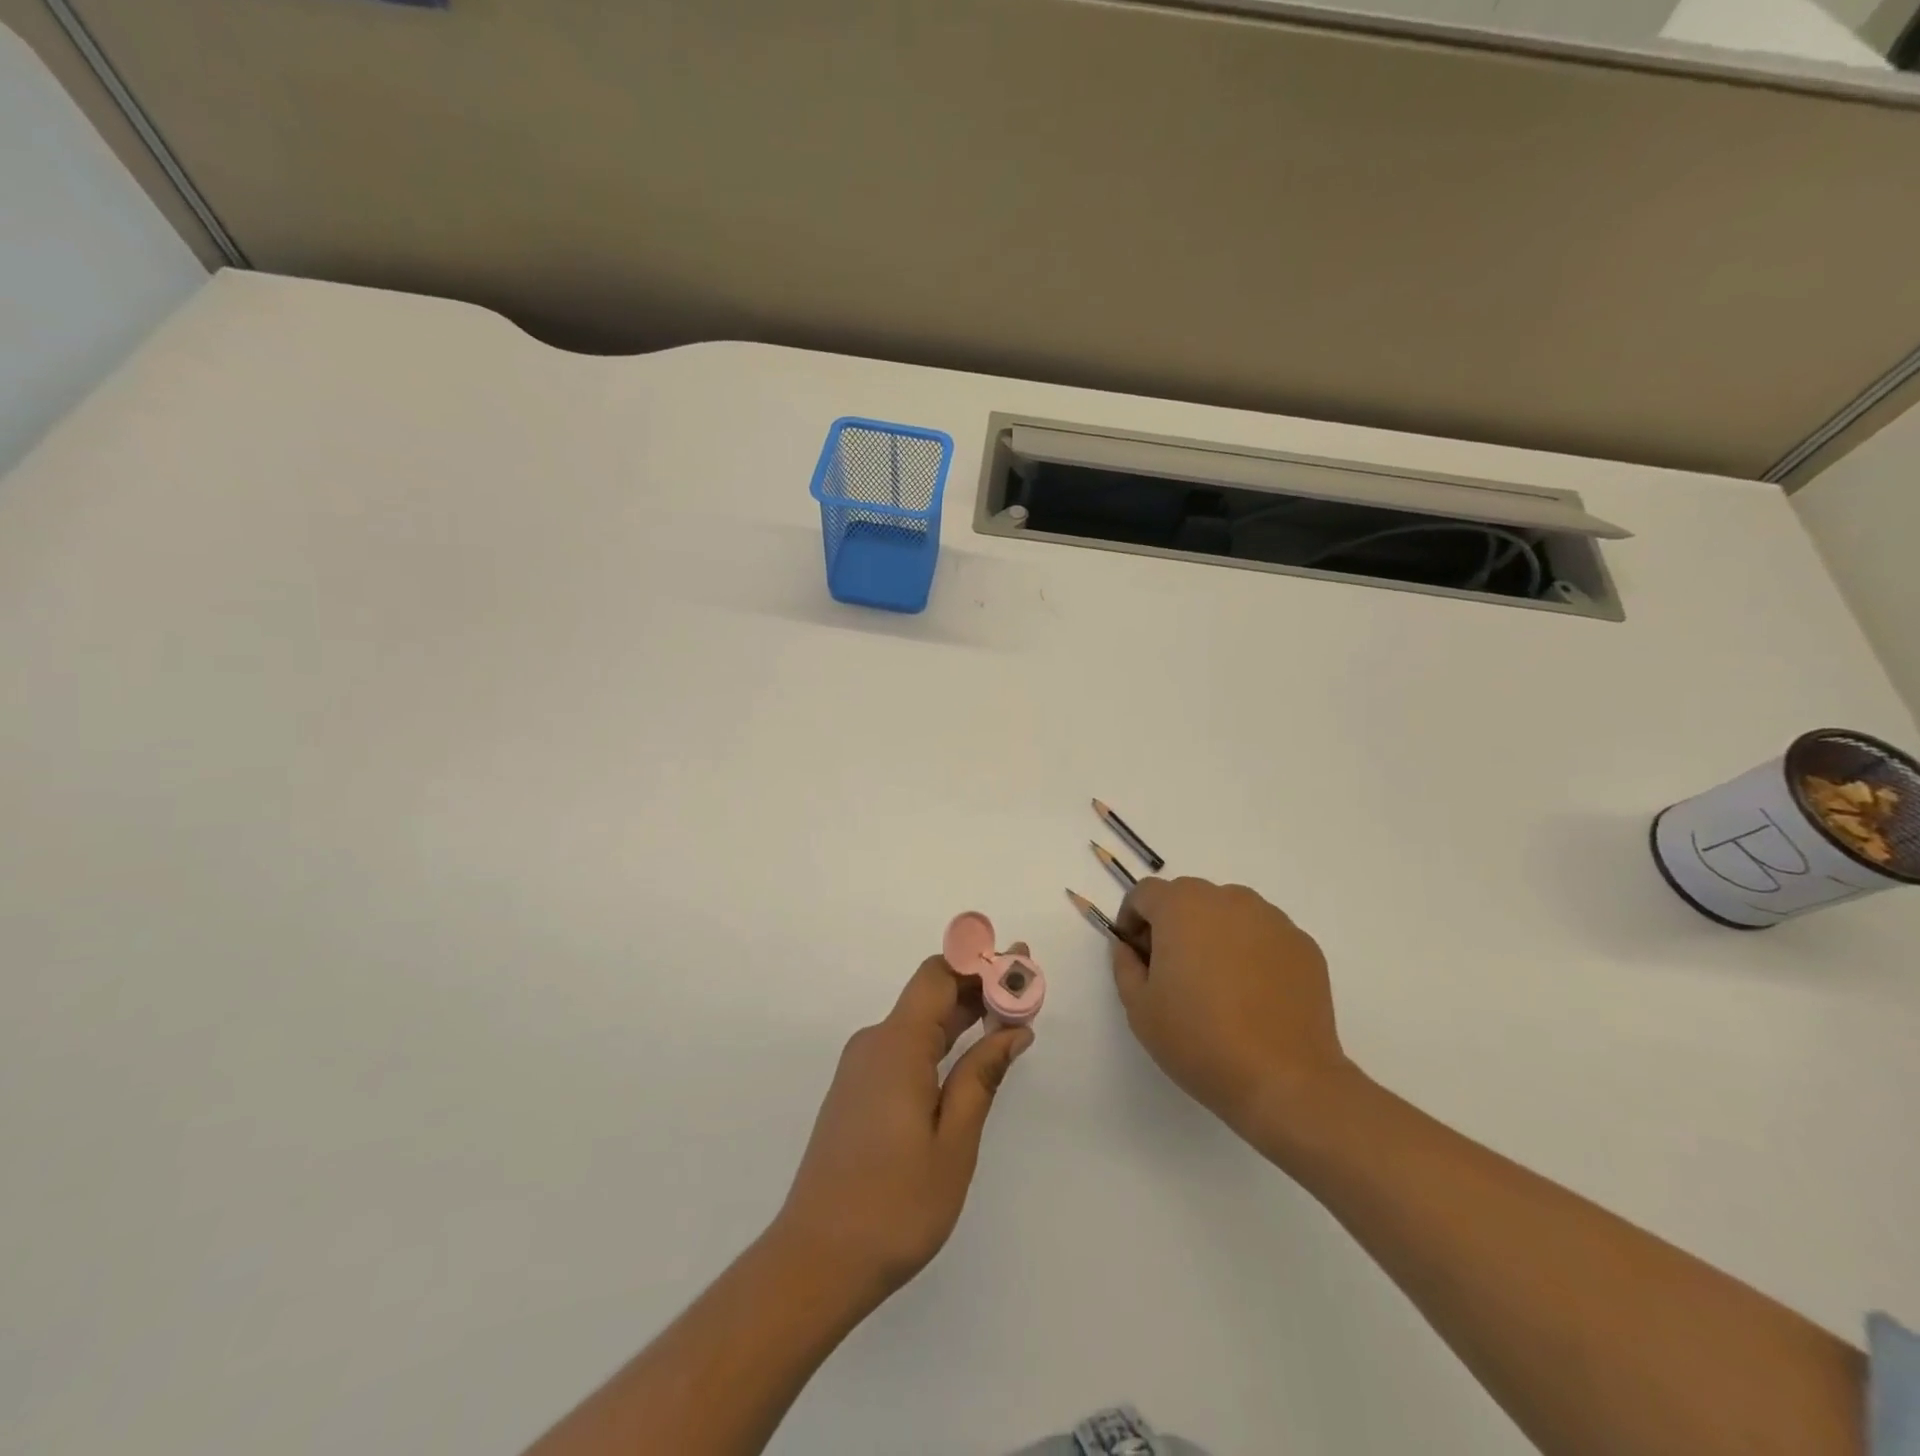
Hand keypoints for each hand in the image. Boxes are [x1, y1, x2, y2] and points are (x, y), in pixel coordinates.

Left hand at [775, 951, 1033, 1305]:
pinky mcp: (859, 1091)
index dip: (979, 962)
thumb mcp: (953, 1143)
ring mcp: (862, 1068)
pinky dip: (942, 1041)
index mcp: (897, 1045)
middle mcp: (875, 1043)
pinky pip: (906, 1047)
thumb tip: (1012, 1030)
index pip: (938, 975)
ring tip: (1010, 1017)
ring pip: (919, 1022)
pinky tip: (969, 1057)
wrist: (815, 1261)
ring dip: (963, 1015)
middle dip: (980, 986)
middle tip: (1028, 988)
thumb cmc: (894, 1206)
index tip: (1020, 963)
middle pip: (930, 994)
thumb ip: (981, 1078)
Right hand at [1111, 878, 1350, 1153]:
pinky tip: (1253, 996)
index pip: (1145, 893)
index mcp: (1181, 906)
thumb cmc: (1199, 1040)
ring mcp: (1271, 920)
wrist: (1284, 1080)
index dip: (1132, 920)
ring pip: (1229, 914)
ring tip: (1218, 984)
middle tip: (1174, 972)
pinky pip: (1263, 936)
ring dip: (1214, 935)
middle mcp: (1227, 899)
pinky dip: (1251, 952)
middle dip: (1174, 925)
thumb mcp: (1139, 1008)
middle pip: (1189, 898)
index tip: (1137, 955)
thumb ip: (1125, 965)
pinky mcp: (1303, 945)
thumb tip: (1130, 947)